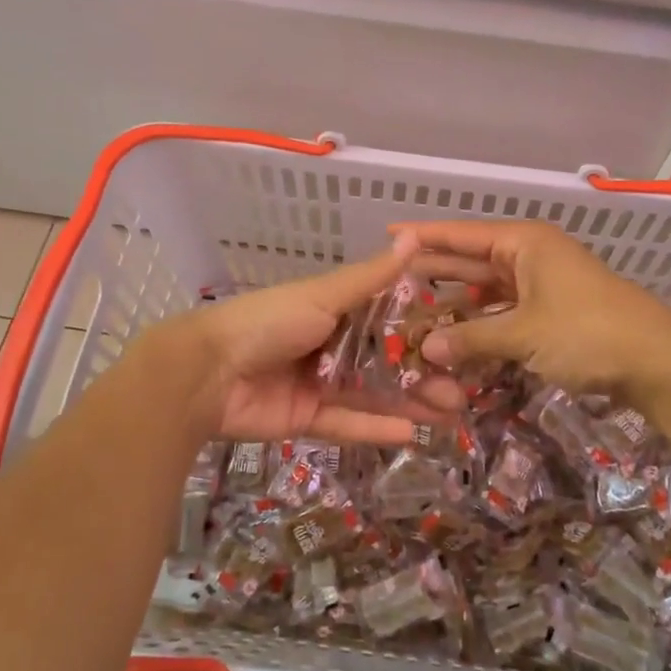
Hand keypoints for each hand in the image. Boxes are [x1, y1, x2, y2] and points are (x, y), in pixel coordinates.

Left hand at [173, 232, 460, 444]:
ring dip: (409, 403)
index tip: (457, 340)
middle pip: (384, 362)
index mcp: (332, 310)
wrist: (206, 372)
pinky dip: (376, 428)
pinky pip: (347, 424)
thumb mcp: (323, 295)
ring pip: (372, 395)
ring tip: (450, 413)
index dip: (420, 331)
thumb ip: (371, 278)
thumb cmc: (269, 322)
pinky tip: (412, 433)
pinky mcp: (306, 418)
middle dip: (422, 375)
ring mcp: (318, 383)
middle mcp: (329, 345)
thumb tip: (413, 237)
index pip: (386, 320)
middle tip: (463, 390)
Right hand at [402, 220, 670, 412]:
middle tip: (389, 282)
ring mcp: (543, 286)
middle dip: (434, 272)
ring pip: (487, 290)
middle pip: (471, 260)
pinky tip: (455, 339)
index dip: (423, 236)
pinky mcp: (552, 314)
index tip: (388, 236)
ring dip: (456, 304)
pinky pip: (504, 313)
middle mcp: (530, 256)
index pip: (461, 234)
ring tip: (413, 314)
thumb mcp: (524, 334)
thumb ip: (471, 338)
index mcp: (523, 243)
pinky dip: (481, 325)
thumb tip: (426, 349)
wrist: (659, 363)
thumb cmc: (588, 333)